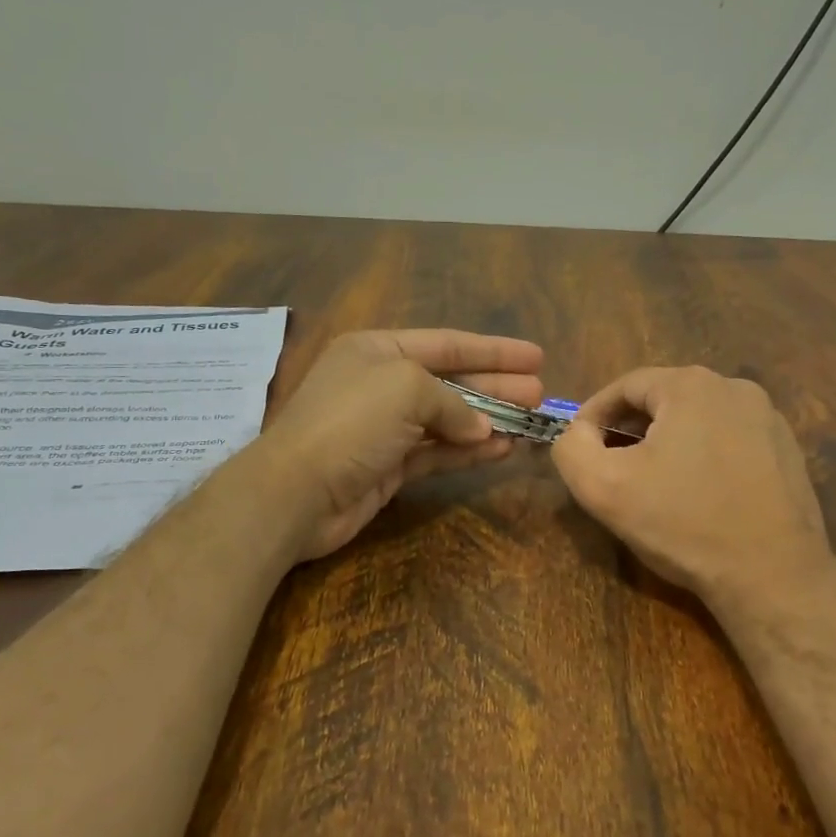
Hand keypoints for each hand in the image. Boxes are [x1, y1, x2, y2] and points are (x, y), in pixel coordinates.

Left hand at [243, 329, 544, 561]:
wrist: (296, 492)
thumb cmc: (351, 422)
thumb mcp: (406, 388)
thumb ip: (452, 401)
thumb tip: (479, 428)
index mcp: (378, 349)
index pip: (447, 343)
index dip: (494, 350)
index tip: (535, 357)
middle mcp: (382, 384)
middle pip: (451, 380)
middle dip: (496, 387)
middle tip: (539, 395)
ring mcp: (385, 428)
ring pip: (448, 420)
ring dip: (488, 421)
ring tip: (530, 424)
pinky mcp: (388, 467)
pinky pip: (437, 452)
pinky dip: (468, 451)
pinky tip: (501, 450)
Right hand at [552, 366, 834, 612]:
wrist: (772, 575)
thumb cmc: (683, 524)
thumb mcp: (603, 487)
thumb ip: (572, 448)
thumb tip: (578, 433)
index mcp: (692, 385)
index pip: (625, 386)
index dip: (594, 415)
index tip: (581, 448)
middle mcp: (735, 388)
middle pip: (663, 400)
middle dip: (631, 430)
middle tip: (612, 468)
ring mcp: (768, 418)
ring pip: (697, 420)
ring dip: (667, 444)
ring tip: (652, 484)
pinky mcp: (786, 450)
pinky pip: (729, 441)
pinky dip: (703, 458)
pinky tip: (697, 496)